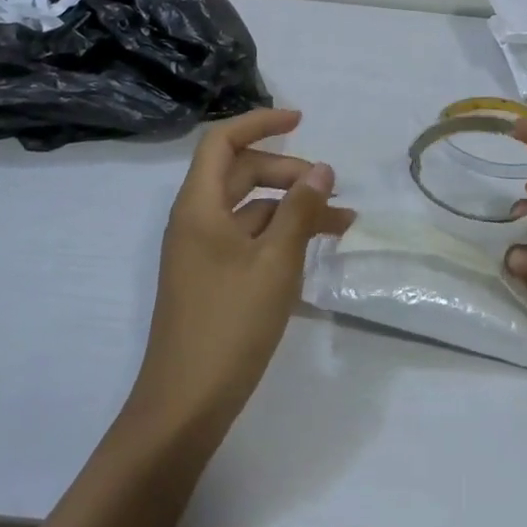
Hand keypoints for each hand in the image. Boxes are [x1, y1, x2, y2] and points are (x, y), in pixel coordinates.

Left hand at [128, 109, 352, 437]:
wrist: (184, 407)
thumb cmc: (229, 324)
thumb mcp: (275, 262)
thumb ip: (300, 210)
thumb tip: (322, 169)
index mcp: (199, 206)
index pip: (223, 141)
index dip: (260, 123)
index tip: (301, 120)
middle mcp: (196, 220)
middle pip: (242, 174)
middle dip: (288, 172)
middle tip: (330, 187)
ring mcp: (202, 252)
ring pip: (251, 210)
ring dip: (292, 209)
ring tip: (341, 222)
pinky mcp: (212, 279)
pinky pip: (249, 240)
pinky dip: (281, 237)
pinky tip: (315, 252)